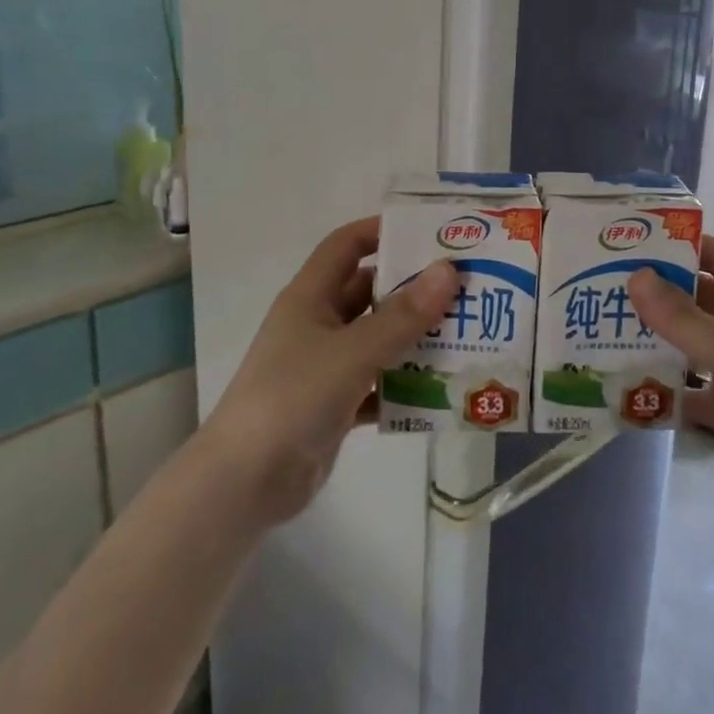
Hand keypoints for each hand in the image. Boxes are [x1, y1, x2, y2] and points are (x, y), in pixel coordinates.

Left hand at [200, 218, 458, 525]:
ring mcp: (326, 366)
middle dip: (413, 288)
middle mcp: (317, 324)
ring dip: (415, 338)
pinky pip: (379, 383)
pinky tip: (443, 389)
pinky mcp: (335, 405)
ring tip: (467, 334)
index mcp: (310, 297)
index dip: (382, 231)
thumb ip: (403, 315)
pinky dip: (405, 385)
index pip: (346, 245)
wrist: (245, 482)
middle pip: (370, 292)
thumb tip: (448, 271)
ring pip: (378, 339)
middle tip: (465, 287)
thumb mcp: (353, 351)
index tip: (430, 233)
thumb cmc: (293, 398)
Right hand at [629, 238, 713, 522]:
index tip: (632, 244)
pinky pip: (689, 388)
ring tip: (604, 332)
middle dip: (657, 294)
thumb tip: (637, 277)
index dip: (681, 245)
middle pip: (699, 299)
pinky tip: (625, 388)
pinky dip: (663, 389)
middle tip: (604, 289)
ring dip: (655, 339)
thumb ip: (685, 320)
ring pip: (690, 343)